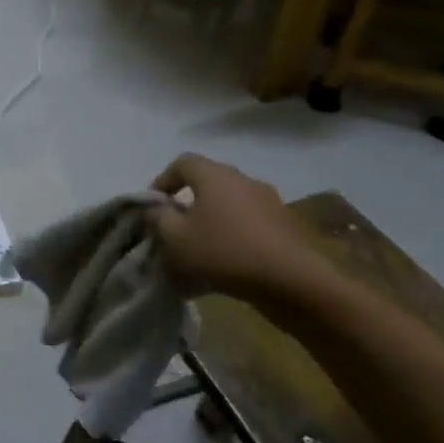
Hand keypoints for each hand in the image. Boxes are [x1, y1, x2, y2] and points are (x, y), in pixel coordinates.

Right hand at [146, 155, 335, 302]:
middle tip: (173, 228)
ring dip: (210, 220)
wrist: (290, 280)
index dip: (162, 180)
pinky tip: (225, 261)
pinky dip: (231, 234)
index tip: (153, 207)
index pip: (182, 162)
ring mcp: (268, 201)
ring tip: (199, 248)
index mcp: (215, 176)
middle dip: (186, 202)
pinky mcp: (284, 224)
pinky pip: (247, 222)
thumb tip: (155, 207)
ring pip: (228, 204)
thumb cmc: (223, 251)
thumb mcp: (175, 238)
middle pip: (207, 182)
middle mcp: (243, 180)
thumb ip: (158, 217)